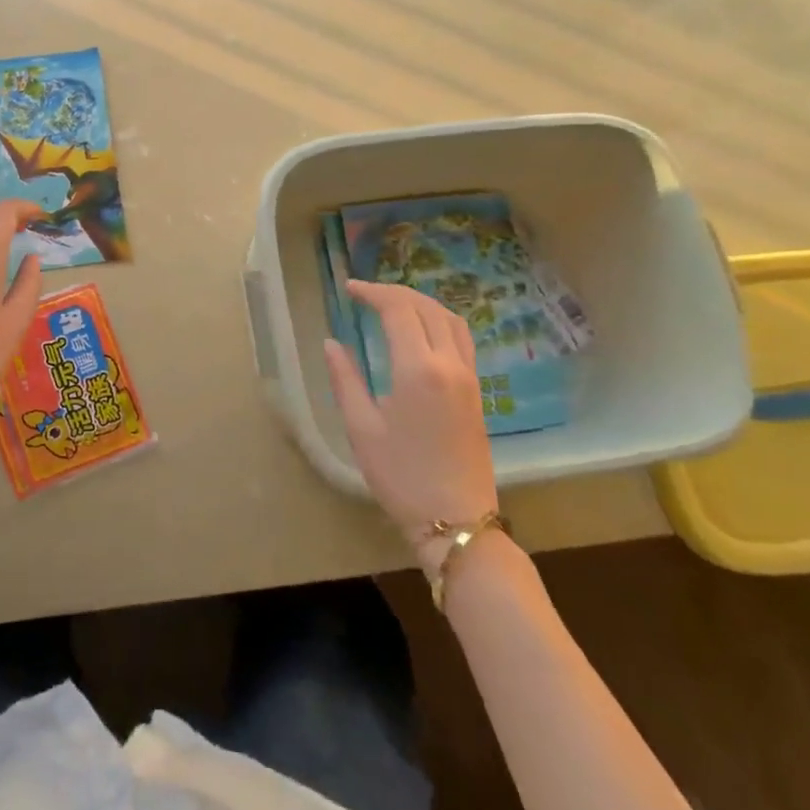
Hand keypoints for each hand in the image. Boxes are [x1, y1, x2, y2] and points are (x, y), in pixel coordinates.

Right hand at [324, 279, 497, 541]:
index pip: (398, 310)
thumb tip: (331, 343)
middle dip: (395, 292)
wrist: (456, 520)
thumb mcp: (361, 428)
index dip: (373, 293)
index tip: (349, 289)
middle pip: (426, 307)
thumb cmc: (401, 476)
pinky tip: (422, 330)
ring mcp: (469, 376)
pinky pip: (462, 338)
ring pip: (450, 319)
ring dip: (421, 302)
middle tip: (365, 293)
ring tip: (393, 303)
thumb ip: (345, 379)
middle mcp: (449, 364)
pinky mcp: (477, 391)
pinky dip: (440, 320)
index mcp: (418, 369)